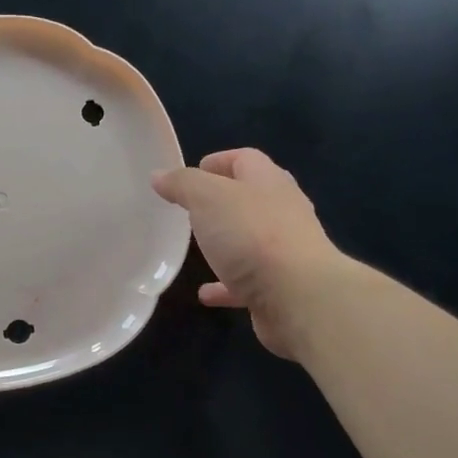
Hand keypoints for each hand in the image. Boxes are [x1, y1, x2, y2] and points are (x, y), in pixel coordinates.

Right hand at [152, 148, 347, 359]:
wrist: (298, 297)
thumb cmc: (252, 235)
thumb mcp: (208, 198)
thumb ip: (183, 184)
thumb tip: (159, 176)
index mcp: (268, 182)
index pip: (246, 160)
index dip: (220, 161)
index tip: (194, 171)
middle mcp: (282, 212)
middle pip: (252, 198)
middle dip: (225, 201)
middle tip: (193, 208)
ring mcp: (285, 251)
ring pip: (251, 240)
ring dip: (227, 243)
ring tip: (198, 248)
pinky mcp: (281, 287)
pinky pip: (247, 282)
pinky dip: (226, 285)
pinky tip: (205, 294)